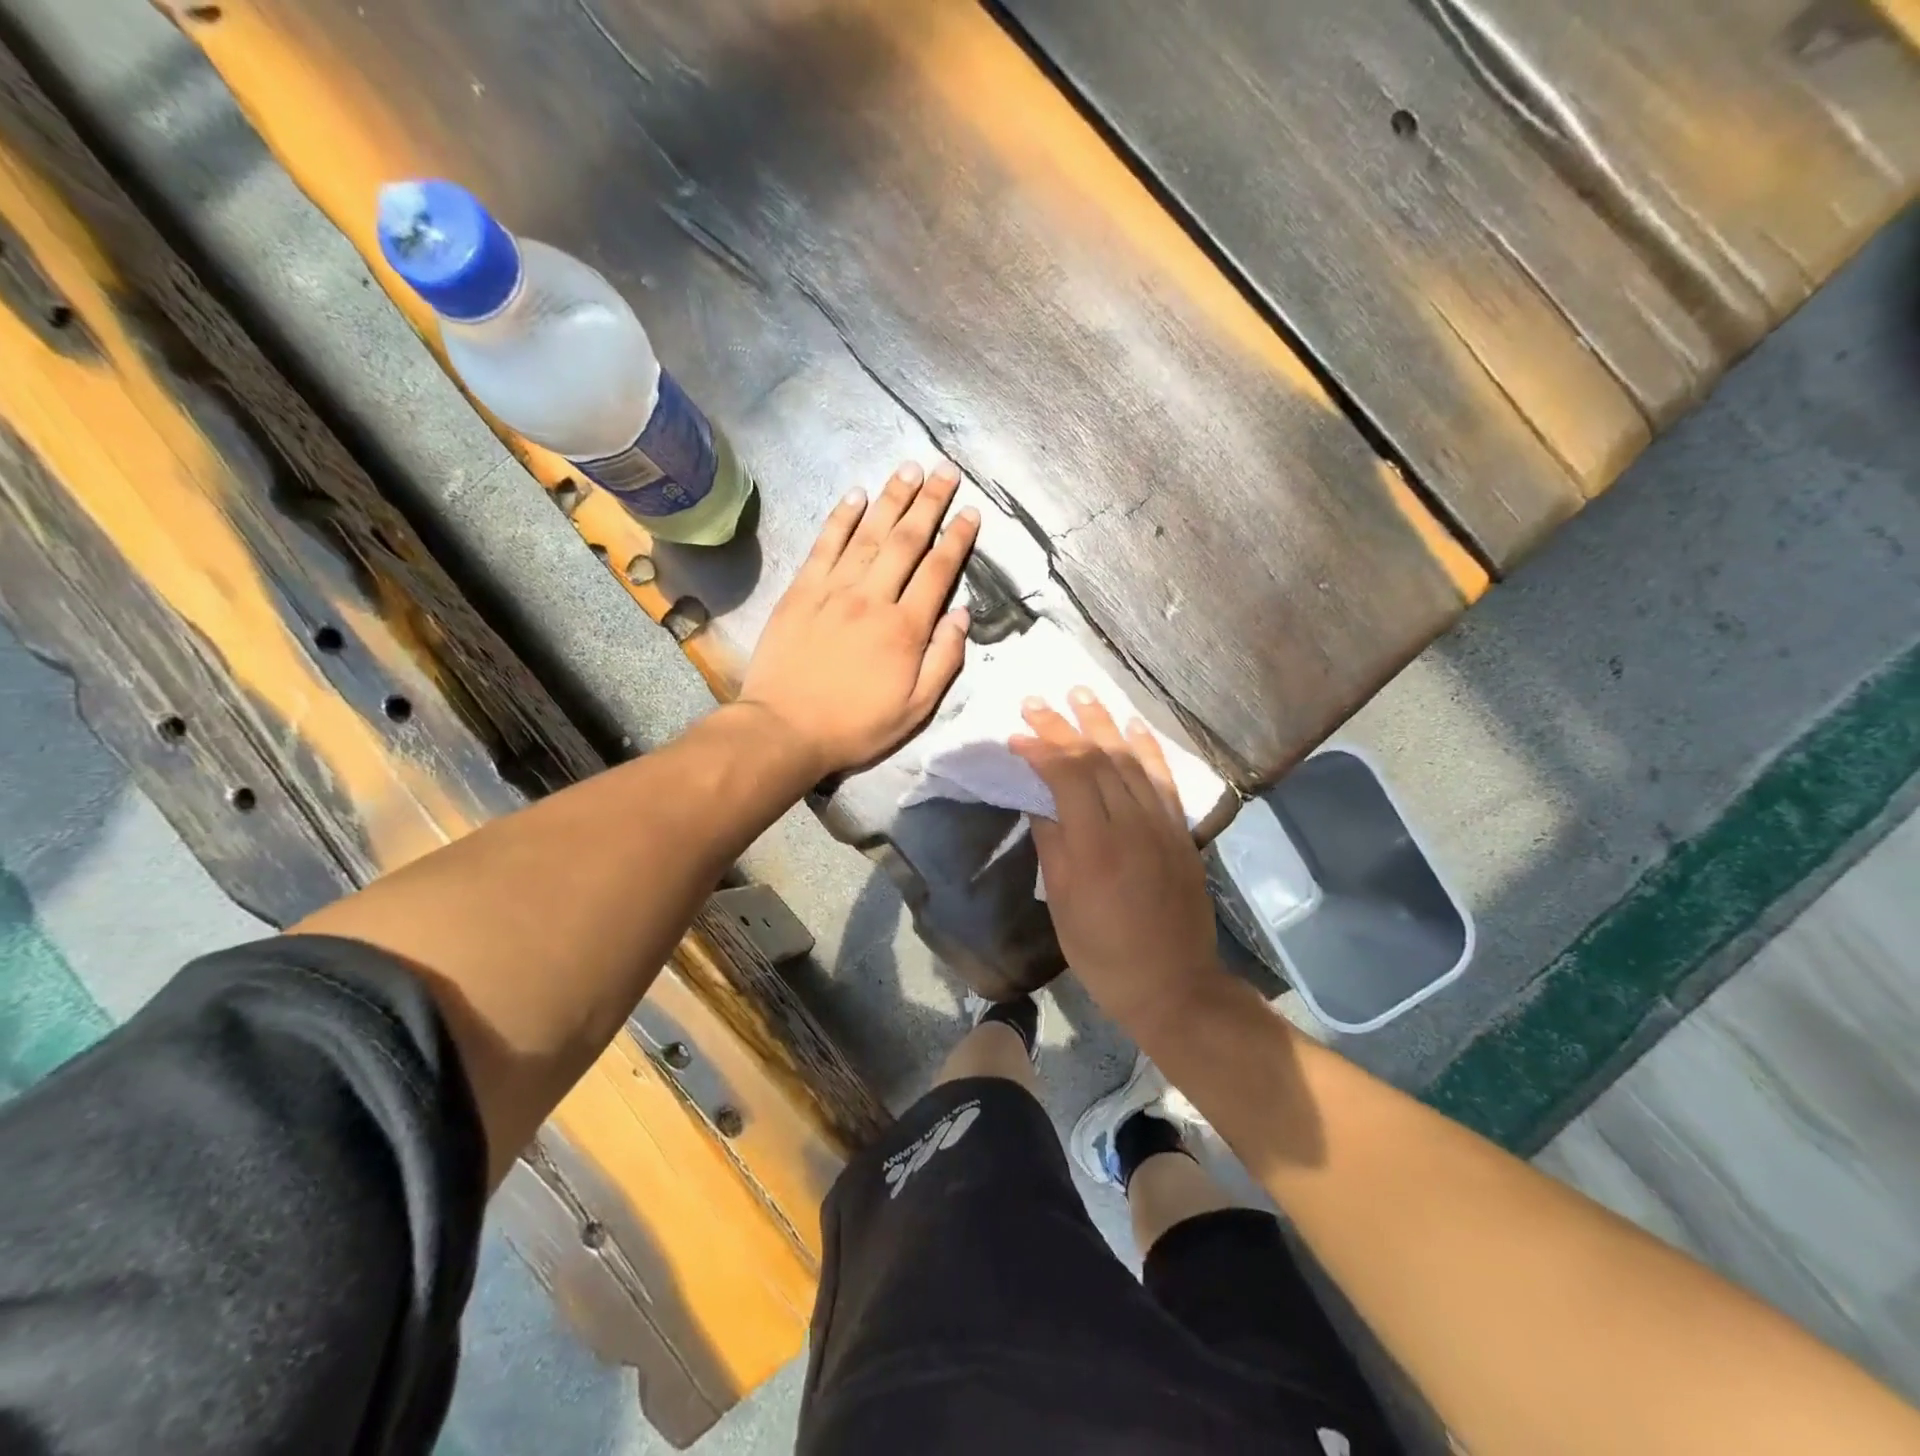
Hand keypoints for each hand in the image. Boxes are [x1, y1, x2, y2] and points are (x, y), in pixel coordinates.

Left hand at [741, 461, 977, 777]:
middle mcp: (872, 598)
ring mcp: (833, 590)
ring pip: (868, 533)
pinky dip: (841, 517)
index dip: (957, 538)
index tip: (971, 512)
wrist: (785, 729)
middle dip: (929, 502)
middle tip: (945, 470)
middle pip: (906, 540)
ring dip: (891, 498)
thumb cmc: (855, 726)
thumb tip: (962, 616)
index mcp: (905, 628)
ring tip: (909, 469)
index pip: (938, 571)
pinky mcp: (801, 590)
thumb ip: (944, 661)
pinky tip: (856, 495)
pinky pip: (825, 544)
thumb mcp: (915, 709)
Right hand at [1011, 692, 1220, 1037]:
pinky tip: (1131, 725)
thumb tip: (1039, 803)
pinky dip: (1146, 747)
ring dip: (1103, 722)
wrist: (1172, 983)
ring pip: (1131, 759)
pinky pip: (1163, 778)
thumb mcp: (1061, 904)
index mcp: (1095, 845)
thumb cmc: (1103, 952)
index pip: (1068, 776)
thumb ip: (1051, 845)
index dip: (1040, 748)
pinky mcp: (1180, 830)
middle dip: (1064, 725)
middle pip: (1097, 759)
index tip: (1016, 735)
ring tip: (1080, 693)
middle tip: (1036, 701)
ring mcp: (1162, 824)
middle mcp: (1132, 823)